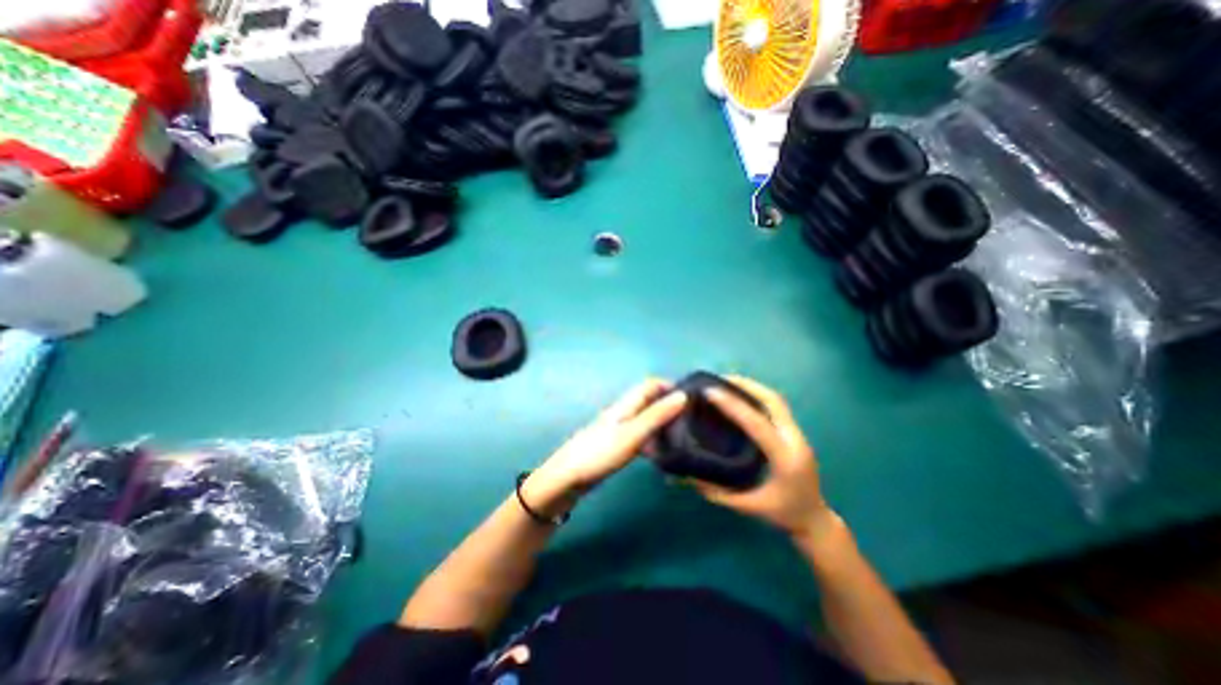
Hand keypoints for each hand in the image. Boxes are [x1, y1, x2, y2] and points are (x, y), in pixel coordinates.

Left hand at [528, 380, 689, 512]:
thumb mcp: (632, 434)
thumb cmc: (600, 453)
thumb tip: (682, 396)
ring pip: (645, 418)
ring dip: (662, 422)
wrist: (567, 478)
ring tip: (684, 436)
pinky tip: (661, 453)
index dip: (670, 385)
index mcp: (626, 405)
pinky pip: (640, 435)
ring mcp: (618, 429)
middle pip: (649, 400)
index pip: (650, 384)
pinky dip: (653, 439)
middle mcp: (623, 412)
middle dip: (669, 404)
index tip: (693, 397)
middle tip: (693, 419)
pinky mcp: (616, 444)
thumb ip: (656, 415)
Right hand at [685, 377, 839, 543]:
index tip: (710, 391)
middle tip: (718, 379)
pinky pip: (777, 406)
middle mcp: (795, 440)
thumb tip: (687, 475)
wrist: (816, 520)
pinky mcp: (796, 433)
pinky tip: (741, 395)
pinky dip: (758, 395)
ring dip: (752, 387)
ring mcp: (798, 434)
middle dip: (745, 385)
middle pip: (773, 401)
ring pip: (776, 400)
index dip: (733, 405)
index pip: (757, 423)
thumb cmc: (783, 515)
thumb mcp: (747, 507)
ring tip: (727, 381)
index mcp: (784, 458)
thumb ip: (717, 492)